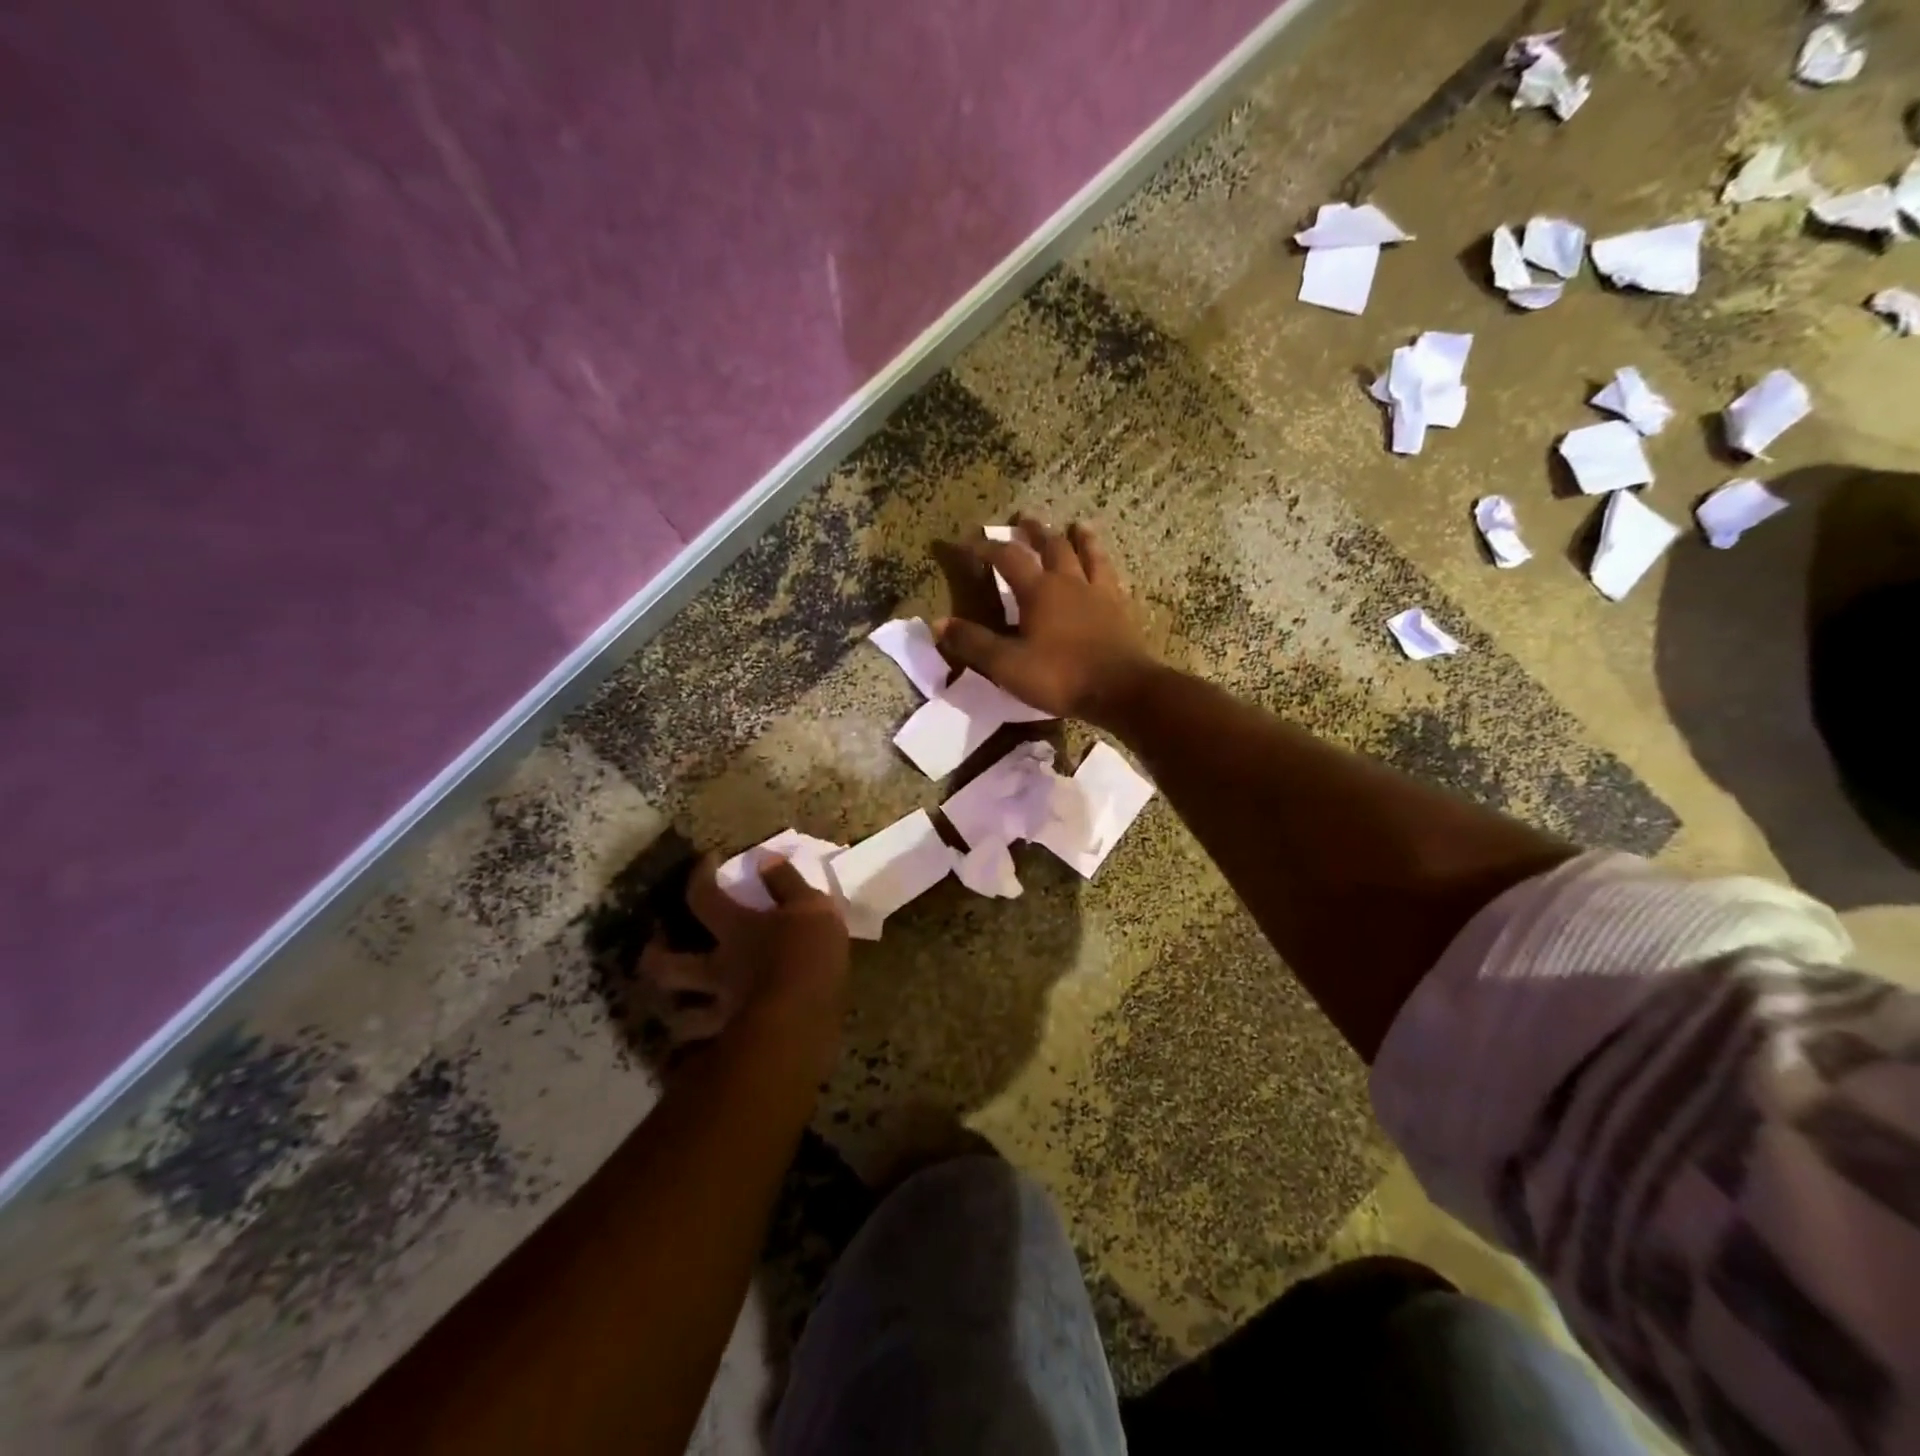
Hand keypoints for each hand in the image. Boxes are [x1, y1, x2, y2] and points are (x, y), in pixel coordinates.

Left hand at [639, 854, 851, 1077]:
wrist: (805, 1019)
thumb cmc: (807, 954)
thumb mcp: (810, 906)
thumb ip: (786, 882)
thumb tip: (763, 857)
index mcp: (735, 930)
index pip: (703, 897)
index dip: (699, 876)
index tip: (706, 861)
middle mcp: (718, 969)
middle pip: (669, 965)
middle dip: (654, 956)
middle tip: (652, 950)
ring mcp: (723, 1010)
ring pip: (682, 1017)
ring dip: (675, 1013)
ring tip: (678, 1010)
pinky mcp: (735, 1043)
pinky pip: (709, 1050)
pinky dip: (703, 1051)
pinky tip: (709, 1050)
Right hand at [936, 514, 1156, 724]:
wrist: (1122, 689)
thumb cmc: (1060, 676)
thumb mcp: (1007, 665)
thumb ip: (973, 643)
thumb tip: (937, 623)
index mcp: (1039, 591)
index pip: (1007, 558)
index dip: (986, 547)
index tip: (968, 541)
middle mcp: (1069, 582)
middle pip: (1052, 545)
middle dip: (1034, 531)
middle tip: (1024, 519)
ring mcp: (1099, 593)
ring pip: (1089, 554)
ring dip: (1080, 537)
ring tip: (1077, 525)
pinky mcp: (1121, 609)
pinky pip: (1112, 577)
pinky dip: (1105, 564)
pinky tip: (1107, 568)